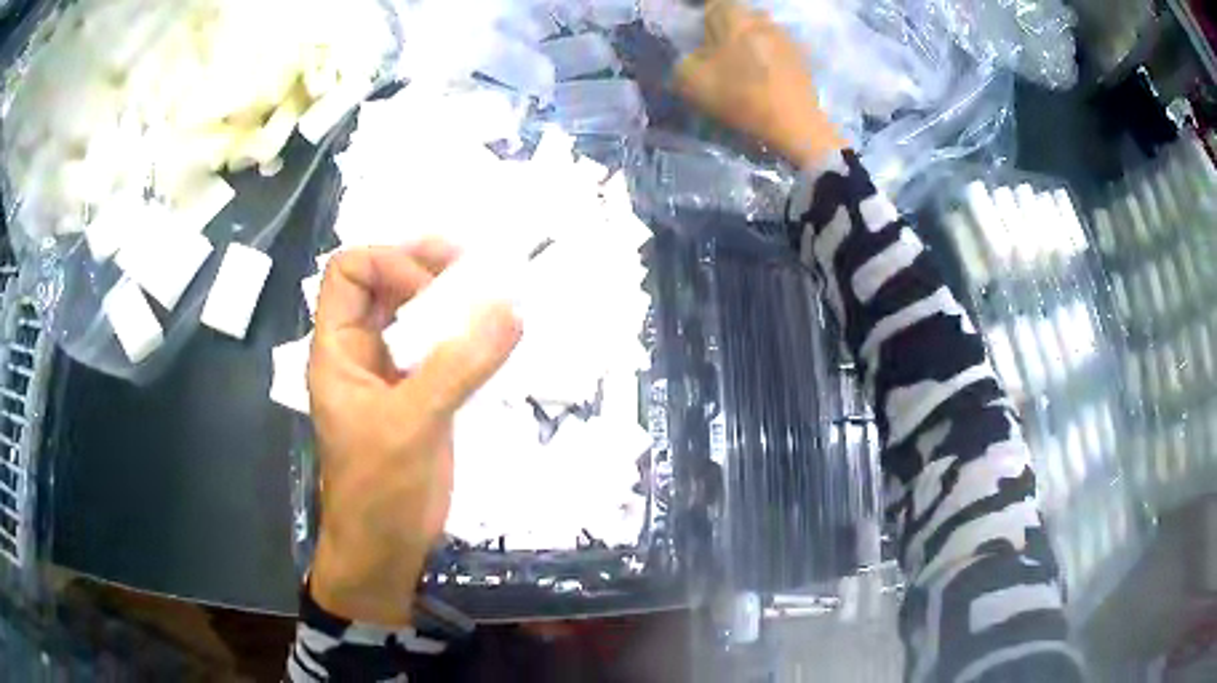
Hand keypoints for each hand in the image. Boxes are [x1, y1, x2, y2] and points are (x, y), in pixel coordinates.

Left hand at [307, 243, 520, 625]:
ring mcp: (390, 373)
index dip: (387, 265)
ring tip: (489, 287)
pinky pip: (438, 348)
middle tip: (469, 260)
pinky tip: (493, 335)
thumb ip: (459, 366)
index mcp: (337, 348)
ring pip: (411, 314)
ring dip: (447, 297)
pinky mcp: (419, 395)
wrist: (385, 548)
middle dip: (422, 264)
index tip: (430, 294)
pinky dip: (463, 333)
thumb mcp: (412, 423)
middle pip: (381, 282)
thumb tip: (511, 310)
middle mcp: (360, 351)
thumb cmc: (379, 489)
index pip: (347, 272)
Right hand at [675, 0, 845, 167]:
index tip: (698, 36)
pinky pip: (776, 49)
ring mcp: (786, 38)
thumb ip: (683, 61)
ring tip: (741, 68)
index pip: (713, 4)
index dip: (702, 19)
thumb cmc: (740, 97)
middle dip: (727, 29)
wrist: (794, 125)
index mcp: (734, 18)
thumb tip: (692, 57)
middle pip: (738, 17)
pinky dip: (767, 58)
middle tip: (717, 52)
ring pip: (759, 32)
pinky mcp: (802, 58)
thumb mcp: (691, 81)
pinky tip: (763, 78)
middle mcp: (762, 20)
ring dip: (749, 44)